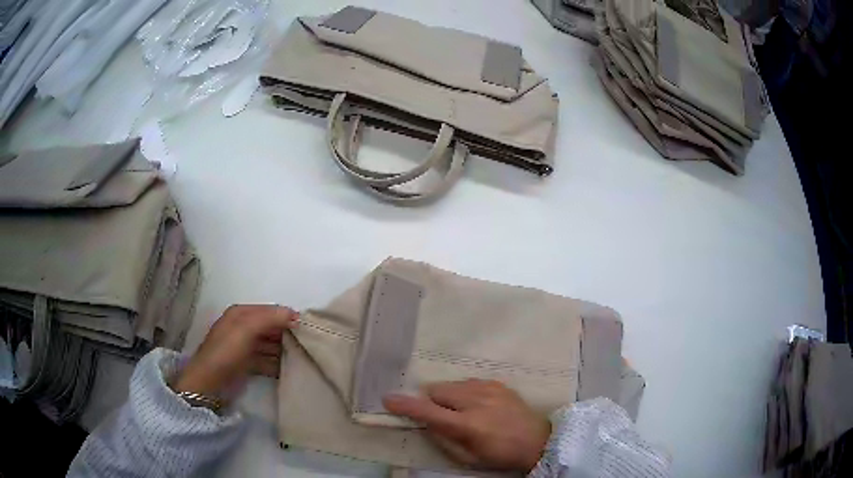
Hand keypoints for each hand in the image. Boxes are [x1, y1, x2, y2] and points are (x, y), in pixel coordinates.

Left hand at [173, 305, 297, 399]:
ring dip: (285, 350)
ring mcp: (245, 346)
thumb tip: (295, 314)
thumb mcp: (245, 329)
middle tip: (309, 345)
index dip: (288, 317)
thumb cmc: (226, 351)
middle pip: (271, 327)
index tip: (309, 328)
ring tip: (304, 358)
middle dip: (288, 334)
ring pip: (271, 344)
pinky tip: (290, 370)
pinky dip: (278, 364)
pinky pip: (267, 360)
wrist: (209, 382)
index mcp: (241, 313)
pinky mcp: (247, 364)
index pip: (270, 311)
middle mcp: (243, 327)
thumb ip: (269, 319)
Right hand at [384, 379, 550, 471]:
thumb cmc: (499, 454)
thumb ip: (442, 438)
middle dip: (432, 402)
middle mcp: (476, 401)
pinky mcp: (497, 383)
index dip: (406, 406)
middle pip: (437, 391)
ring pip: (451, 384)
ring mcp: (488, 388)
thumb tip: (425, 422)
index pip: (428, 411)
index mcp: (467, 425)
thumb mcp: (467, 457)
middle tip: (442, 416)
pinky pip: (468, 382)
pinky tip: (476, 404)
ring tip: (461, 410)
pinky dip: (464, 392)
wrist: (537, 440)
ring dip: (448, 396)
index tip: (388, 399)